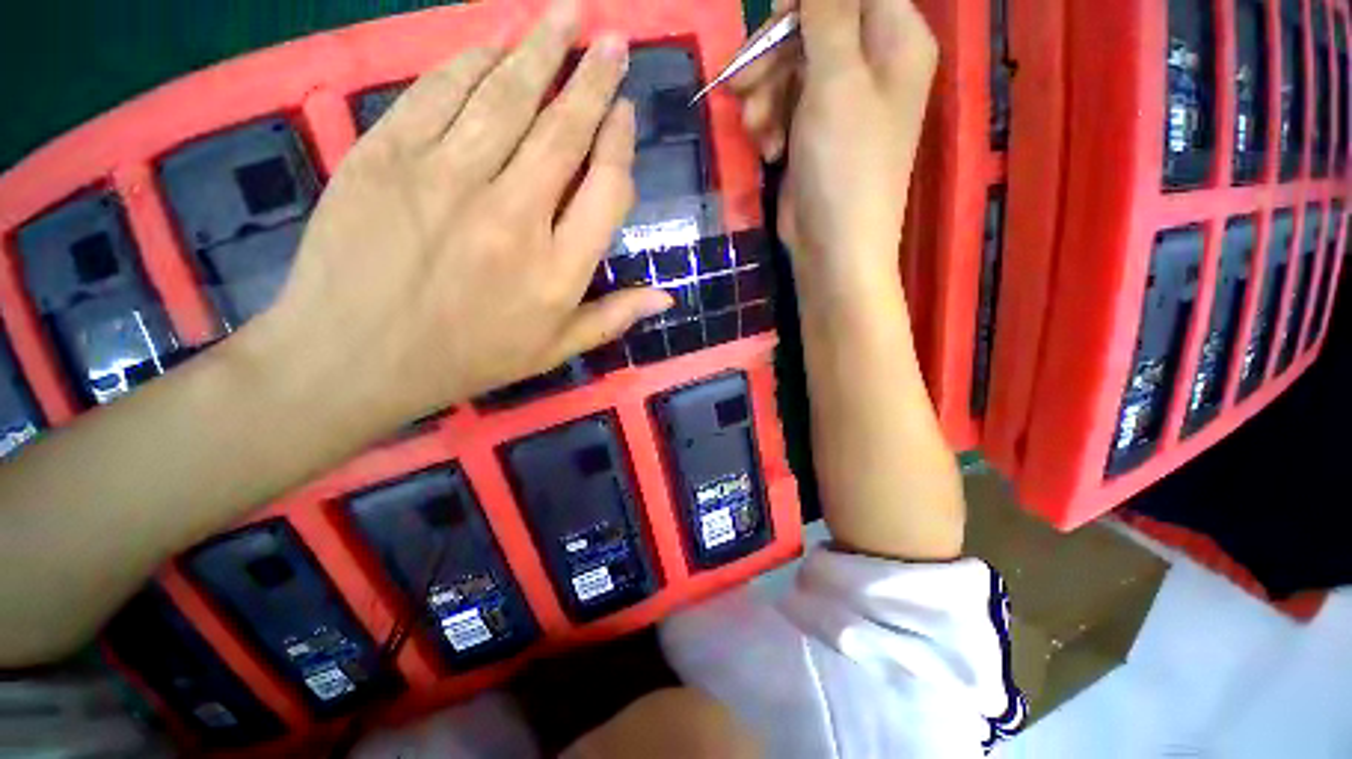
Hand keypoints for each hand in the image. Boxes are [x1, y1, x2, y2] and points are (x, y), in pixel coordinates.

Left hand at [247, 0, 670, 431]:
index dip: (619, 143)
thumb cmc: (466, 358)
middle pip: (563, 130)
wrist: (354, 357)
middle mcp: (513, 215)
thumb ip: (612, 318)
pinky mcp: (386, 156)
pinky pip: (438, 92)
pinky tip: (495, 39)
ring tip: (567, 15)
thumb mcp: (552, 351)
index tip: (624, 113)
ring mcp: (446, 178)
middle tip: (613, 39)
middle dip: (593, 79)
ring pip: (505, 96)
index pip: (606, 188)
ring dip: (541, 49)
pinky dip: (470, 59)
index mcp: (557, 269)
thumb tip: (667, 295)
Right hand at [732, 0, 936, 290]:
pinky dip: (771, 125)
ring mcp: (842, 105)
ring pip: (793, 71)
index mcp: (896, 41)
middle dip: (773, 54)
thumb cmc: (844, 164)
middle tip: (741, 83)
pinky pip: (788, 109)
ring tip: (756, 130)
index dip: (807, 2)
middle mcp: (873, 67)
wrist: (833, 249)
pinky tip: (768, 151)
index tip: (772, 20)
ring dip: (765, 96)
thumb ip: (828, 12)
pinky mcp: (816, 137)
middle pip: (815, 28)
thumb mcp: (836, 80)